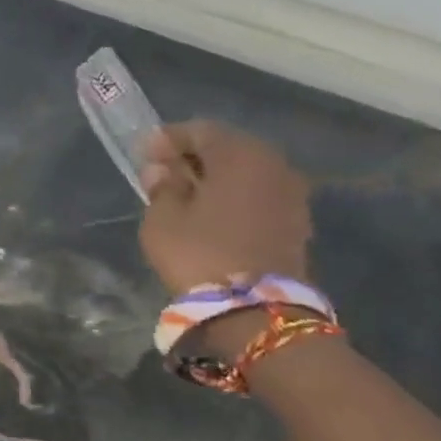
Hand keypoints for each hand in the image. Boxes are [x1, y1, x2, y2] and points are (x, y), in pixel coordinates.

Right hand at [137, 121, 312, 295]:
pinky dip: (234, 196)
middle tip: (163, 171)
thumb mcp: (163, 218)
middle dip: (194, 156)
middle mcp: (273, 164)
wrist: (255, 310)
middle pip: (228, 147)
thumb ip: (162, 187)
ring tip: (186, 194)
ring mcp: (291, 193)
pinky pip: (258, 194)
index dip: (168, 139)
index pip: (200, 130)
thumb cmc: (200, 253)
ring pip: (246, 172)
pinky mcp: (296, 221)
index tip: (143, 152)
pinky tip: (211, 213)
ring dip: (216, 177)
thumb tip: (163, 170)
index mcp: (240, 154)